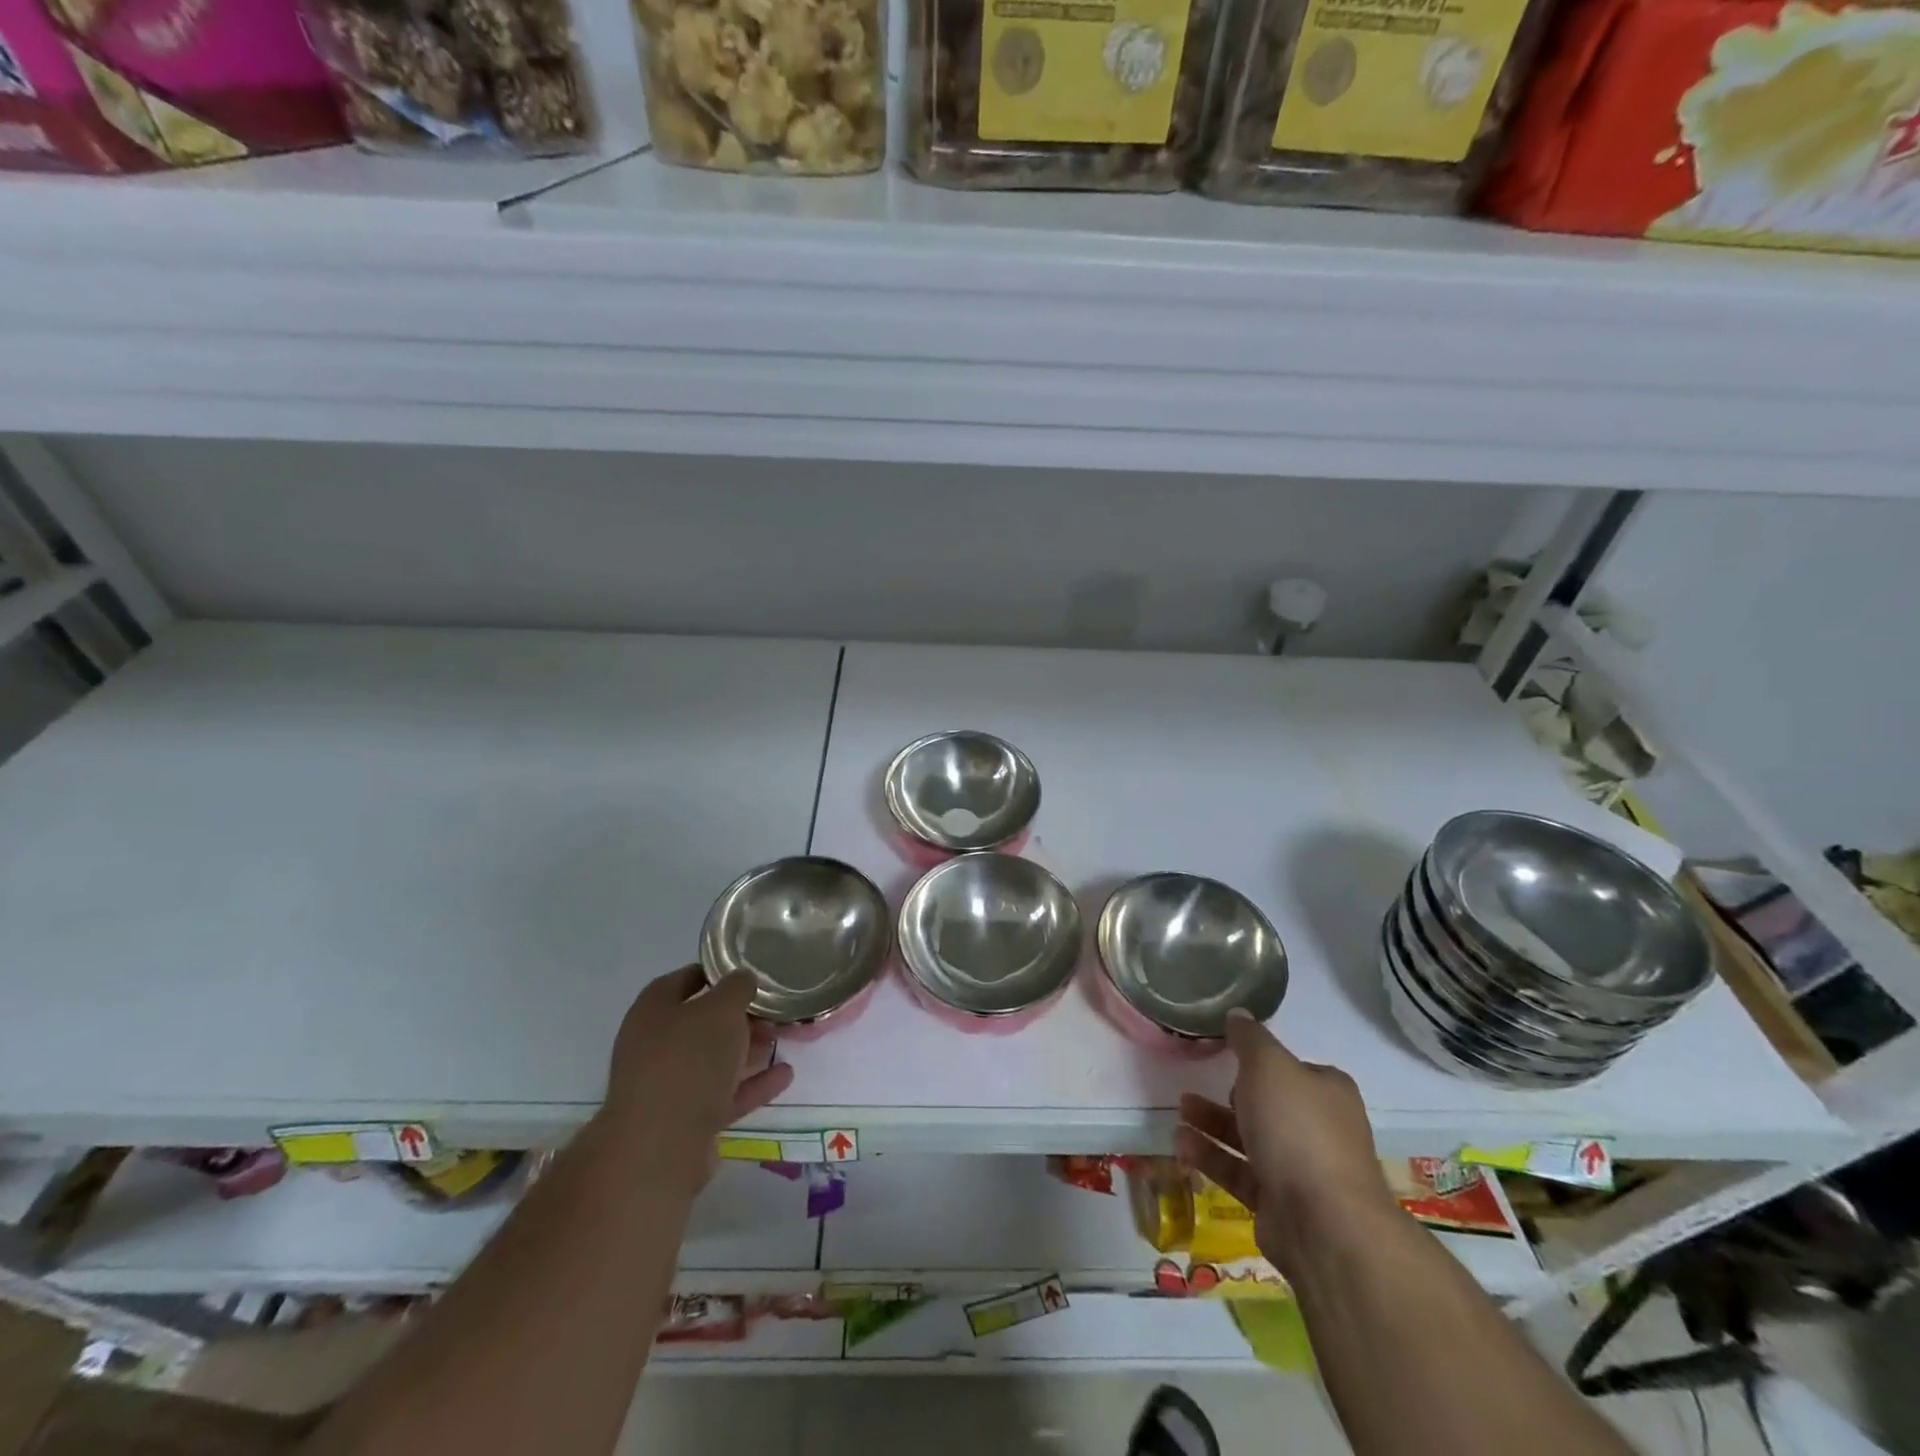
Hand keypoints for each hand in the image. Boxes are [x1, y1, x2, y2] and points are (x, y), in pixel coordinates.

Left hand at [599, 966, 794, 1192]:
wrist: (660, 1149)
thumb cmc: (688, 1061)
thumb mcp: (721, 1010)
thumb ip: (736, 988)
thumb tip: (743, 979)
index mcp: (653, 1011)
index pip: (683, 980)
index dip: (714, 973)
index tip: (747, 971)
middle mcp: (655, 1046)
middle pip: (701, 1023)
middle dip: (738, 1016)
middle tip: (773, 1008)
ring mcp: (669, 1086)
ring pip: (714, 1060)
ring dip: (748, 1049)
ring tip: (783, 1038)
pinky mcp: (686, 1121)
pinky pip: (725, 1094)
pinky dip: (753, 1084)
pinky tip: (785, 1074)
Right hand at [1175, 1010, 1399, 1275]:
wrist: (1324, 1224)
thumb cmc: (1297, 1128)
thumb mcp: (1268, 1065)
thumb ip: (1249, 1039)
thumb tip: (1238, 1014)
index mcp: (1328, 1092)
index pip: (1293, 1068)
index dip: (1261, 1061)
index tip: (1228, 1055)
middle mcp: (1320, 1129)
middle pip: (1269, 1104)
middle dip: (1230, 1094)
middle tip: (1197, 1083)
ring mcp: (1302, 1170)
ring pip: (1250, 1138)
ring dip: (1213, 1123)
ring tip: (1180, 1111)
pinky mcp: (1280, 1204)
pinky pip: (1239, 1172)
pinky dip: (1211, 1157)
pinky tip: (1181, 1145)